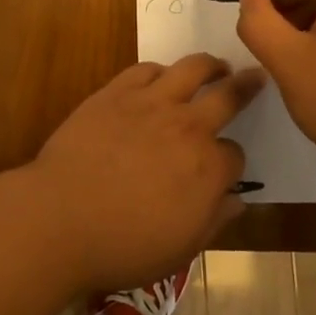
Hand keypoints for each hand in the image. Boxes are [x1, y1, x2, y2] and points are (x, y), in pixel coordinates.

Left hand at [24, 55, 263, 293]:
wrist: (62, 217)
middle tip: (254, 76)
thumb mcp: (181, 249)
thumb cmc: (124, 245)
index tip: (221, 169)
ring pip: (192, 68)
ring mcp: (151, 103)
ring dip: (209, 65)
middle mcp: (187, 127)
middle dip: (245, 86)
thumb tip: (237, 200)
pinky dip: (160, 71)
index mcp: (208, 168)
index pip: (235, 155)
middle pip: (227, 96)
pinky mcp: (116, 92)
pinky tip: (160, 76)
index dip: (230, 162)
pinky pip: (146, 69)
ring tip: (215, 65)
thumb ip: (215, 220)